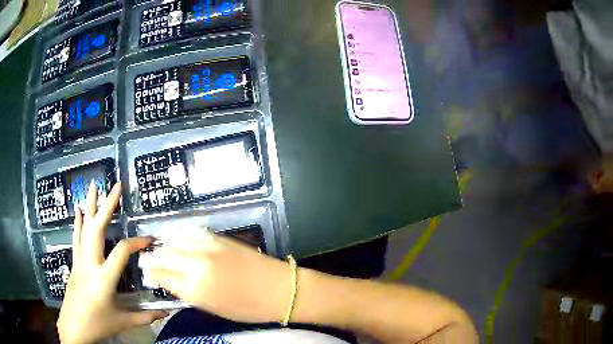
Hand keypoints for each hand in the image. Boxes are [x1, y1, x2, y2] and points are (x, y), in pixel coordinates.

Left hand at [57, 182, 167, 343]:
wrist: (74, 327)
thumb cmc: (99, 325)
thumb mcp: (123, 322)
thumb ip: (145, 317)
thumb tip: (166, 313)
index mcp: (104, 278)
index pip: (121, 252)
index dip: (136, 243)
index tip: (148, 239)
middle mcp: (90, 264)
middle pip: (98, 229)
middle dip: (107, 206)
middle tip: (115, 186)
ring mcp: (80, 261)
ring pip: (84, 229)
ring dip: (89, 206)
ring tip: (93, 186)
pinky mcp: (74, 264)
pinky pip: (76, 239)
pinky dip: (77, 223)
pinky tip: (78, 211)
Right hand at [147, 229, 291, 322]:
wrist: (279, 289)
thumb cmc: (248, 308)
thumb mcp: (214, 308)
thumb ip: (190, 294)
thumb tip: (172, 283)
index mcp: (195, 289)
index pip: (163, 278)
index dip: (153, 275)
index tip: (148, 273)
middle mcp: (196, 266)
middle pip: (165, 257)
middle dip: (154, 259)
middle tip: (147, 259)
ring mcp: (207, 248)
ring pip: (174, 241)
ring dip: (164, 245)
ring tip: (158, 248)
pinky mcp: (218, 238)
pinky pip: (191, 232)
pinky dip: (180, 235)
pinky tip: (176, 237)